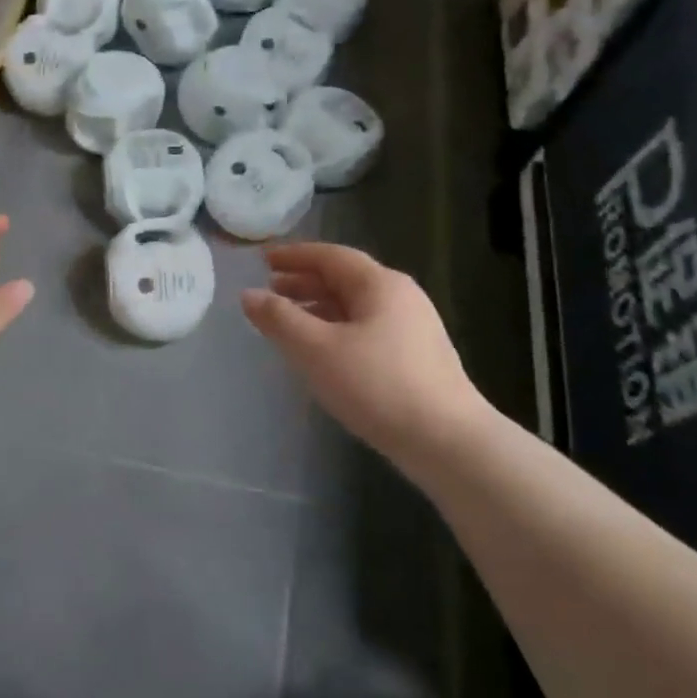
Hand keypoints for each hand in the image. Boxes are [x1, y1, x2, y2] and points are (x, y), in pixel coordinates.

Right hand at [241, 243, 489, 463]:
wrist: (447, 441)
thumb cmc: (377, 386)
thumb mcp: (316, 350)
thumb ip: (279, 319)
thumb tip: (249, 295)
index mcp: (380, 284)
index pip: (330, 256)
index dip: (294, 256)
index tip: (263, 260)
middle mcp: (401, 297)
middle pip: (345, 279)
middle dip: (304, 282)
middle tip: (270, 289)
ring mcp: (413, 327)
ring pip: (356, 306)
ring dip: (319, 307)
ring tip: (289, 321)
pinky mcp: (417, 357)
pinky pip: (367, 328)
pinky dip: (337, 328)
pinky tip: (322, 351)